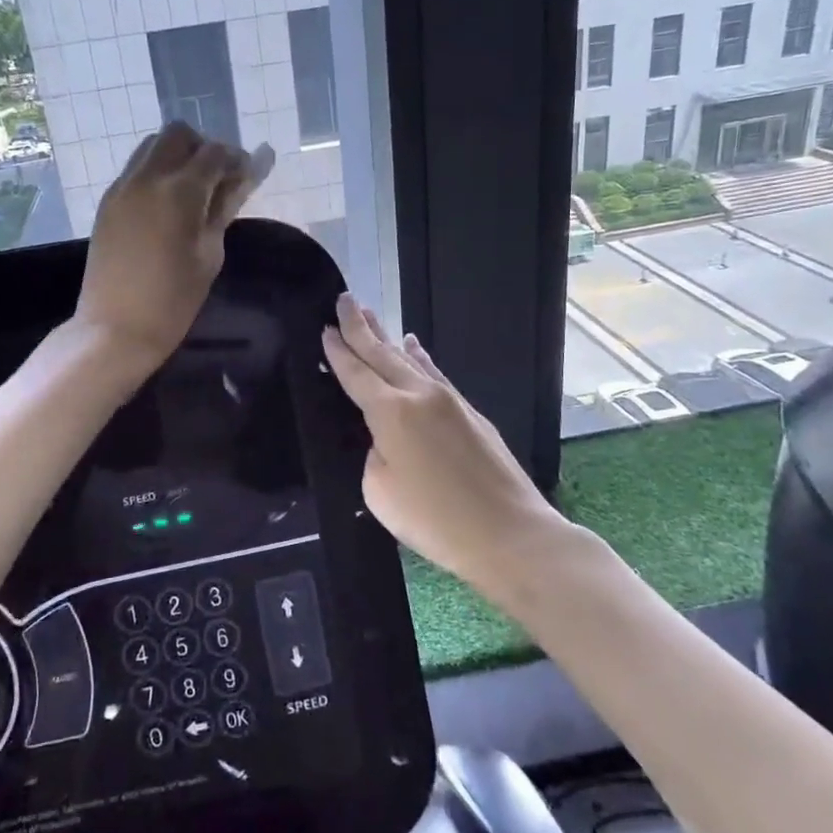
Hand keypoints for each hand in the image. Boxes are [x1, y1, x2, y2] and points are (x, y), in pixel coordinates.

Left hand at [76, 123, 271, 368]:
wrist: (115, 328)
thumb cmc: (173, 300)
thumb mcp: (210, 254)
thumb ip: (224, 208)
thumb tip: (242, 179)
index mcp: (179, 191)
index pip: (215, 152)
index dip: (235, 160)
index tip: (246, 177)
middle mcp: (147, 176)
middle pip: (178, 135)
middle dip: (203, 149)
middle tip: (217, 182)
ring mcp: (122, 187)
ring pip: (152, 146)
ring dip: (177, 157)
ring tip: (191, 194)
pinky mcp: (108, 202)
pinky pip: (136, 169)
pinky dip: (156, 173)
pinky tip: (166, 207)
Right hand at [321, 294, 572, 584]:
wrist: (508, 533)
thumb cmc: (434, 520)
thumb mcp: (379, 491)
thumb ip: (373, 454)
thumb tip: (386, 441)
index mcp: (391, 412)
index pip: (356, 373)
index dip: (338, 350)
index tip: (325, 327)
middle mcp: (420, 395)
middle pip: (383, 353)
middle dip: (361, 327)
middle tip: (345, 299)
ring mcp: (450, 401)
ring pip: (411, 359)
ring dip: (388, 337)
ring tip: (371, 316)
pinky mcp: (471, 413)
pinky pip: (434, 373)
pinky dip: (420, 358)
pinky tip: (415, 347)